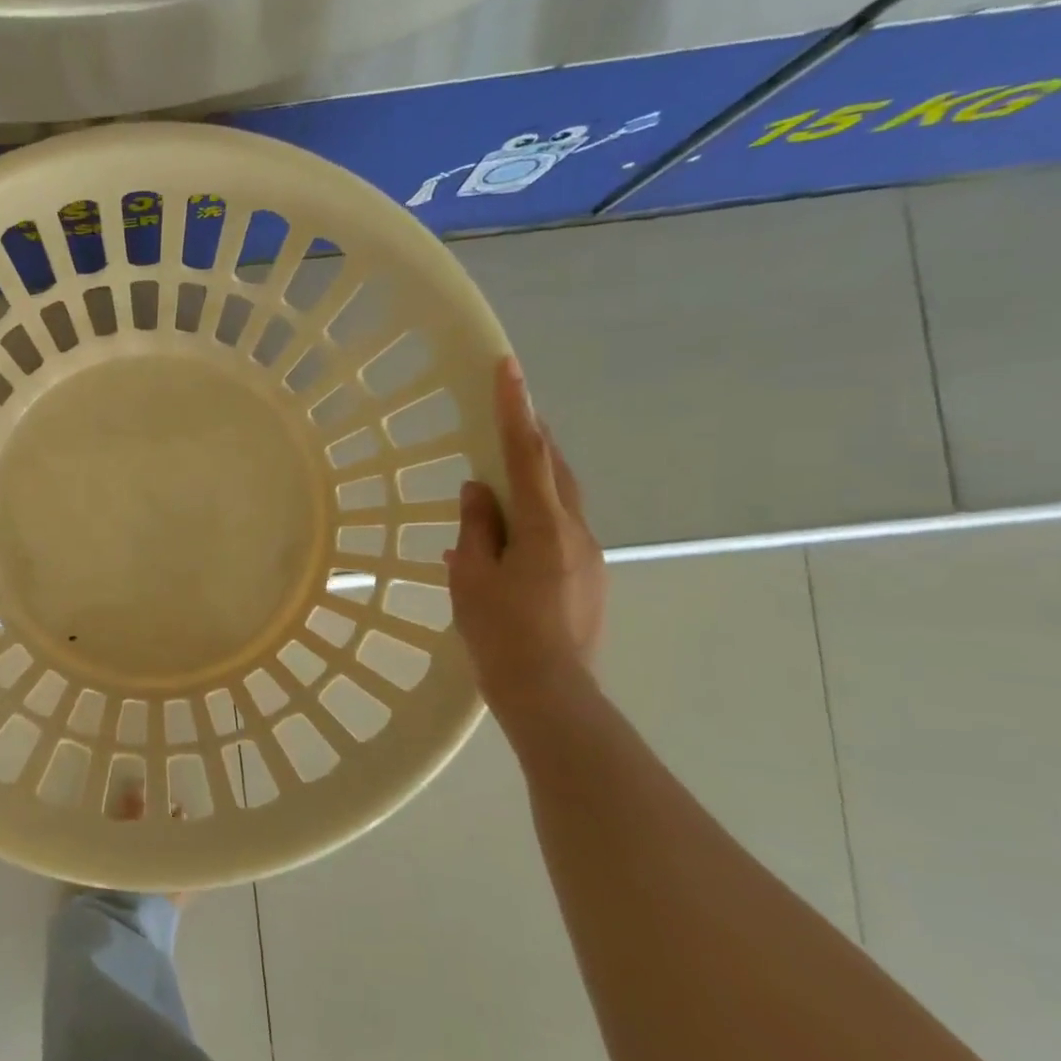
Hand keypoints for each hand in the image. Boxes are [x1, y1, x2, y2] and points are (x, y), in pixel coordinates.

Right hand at [446, 357, 606, 708]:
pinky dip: (535, 518)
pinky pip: (560, 530)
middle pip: (556, 470)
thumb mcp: (471, 576)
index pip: (527, 454)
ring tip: (501, 482)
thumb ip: (476, 527)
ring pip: (561, 501)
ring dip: (534, 481)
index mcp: (543, 526)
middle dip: (533, 438)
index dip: (516, 409)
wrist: (550, 692)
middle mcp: (575, 531)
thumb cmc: (501, 632)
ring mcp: (589, 555)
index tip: (509, 368)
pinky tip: (508, 539)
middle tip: (509, 415)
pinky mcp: (589, 577)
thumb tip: (479, 490)